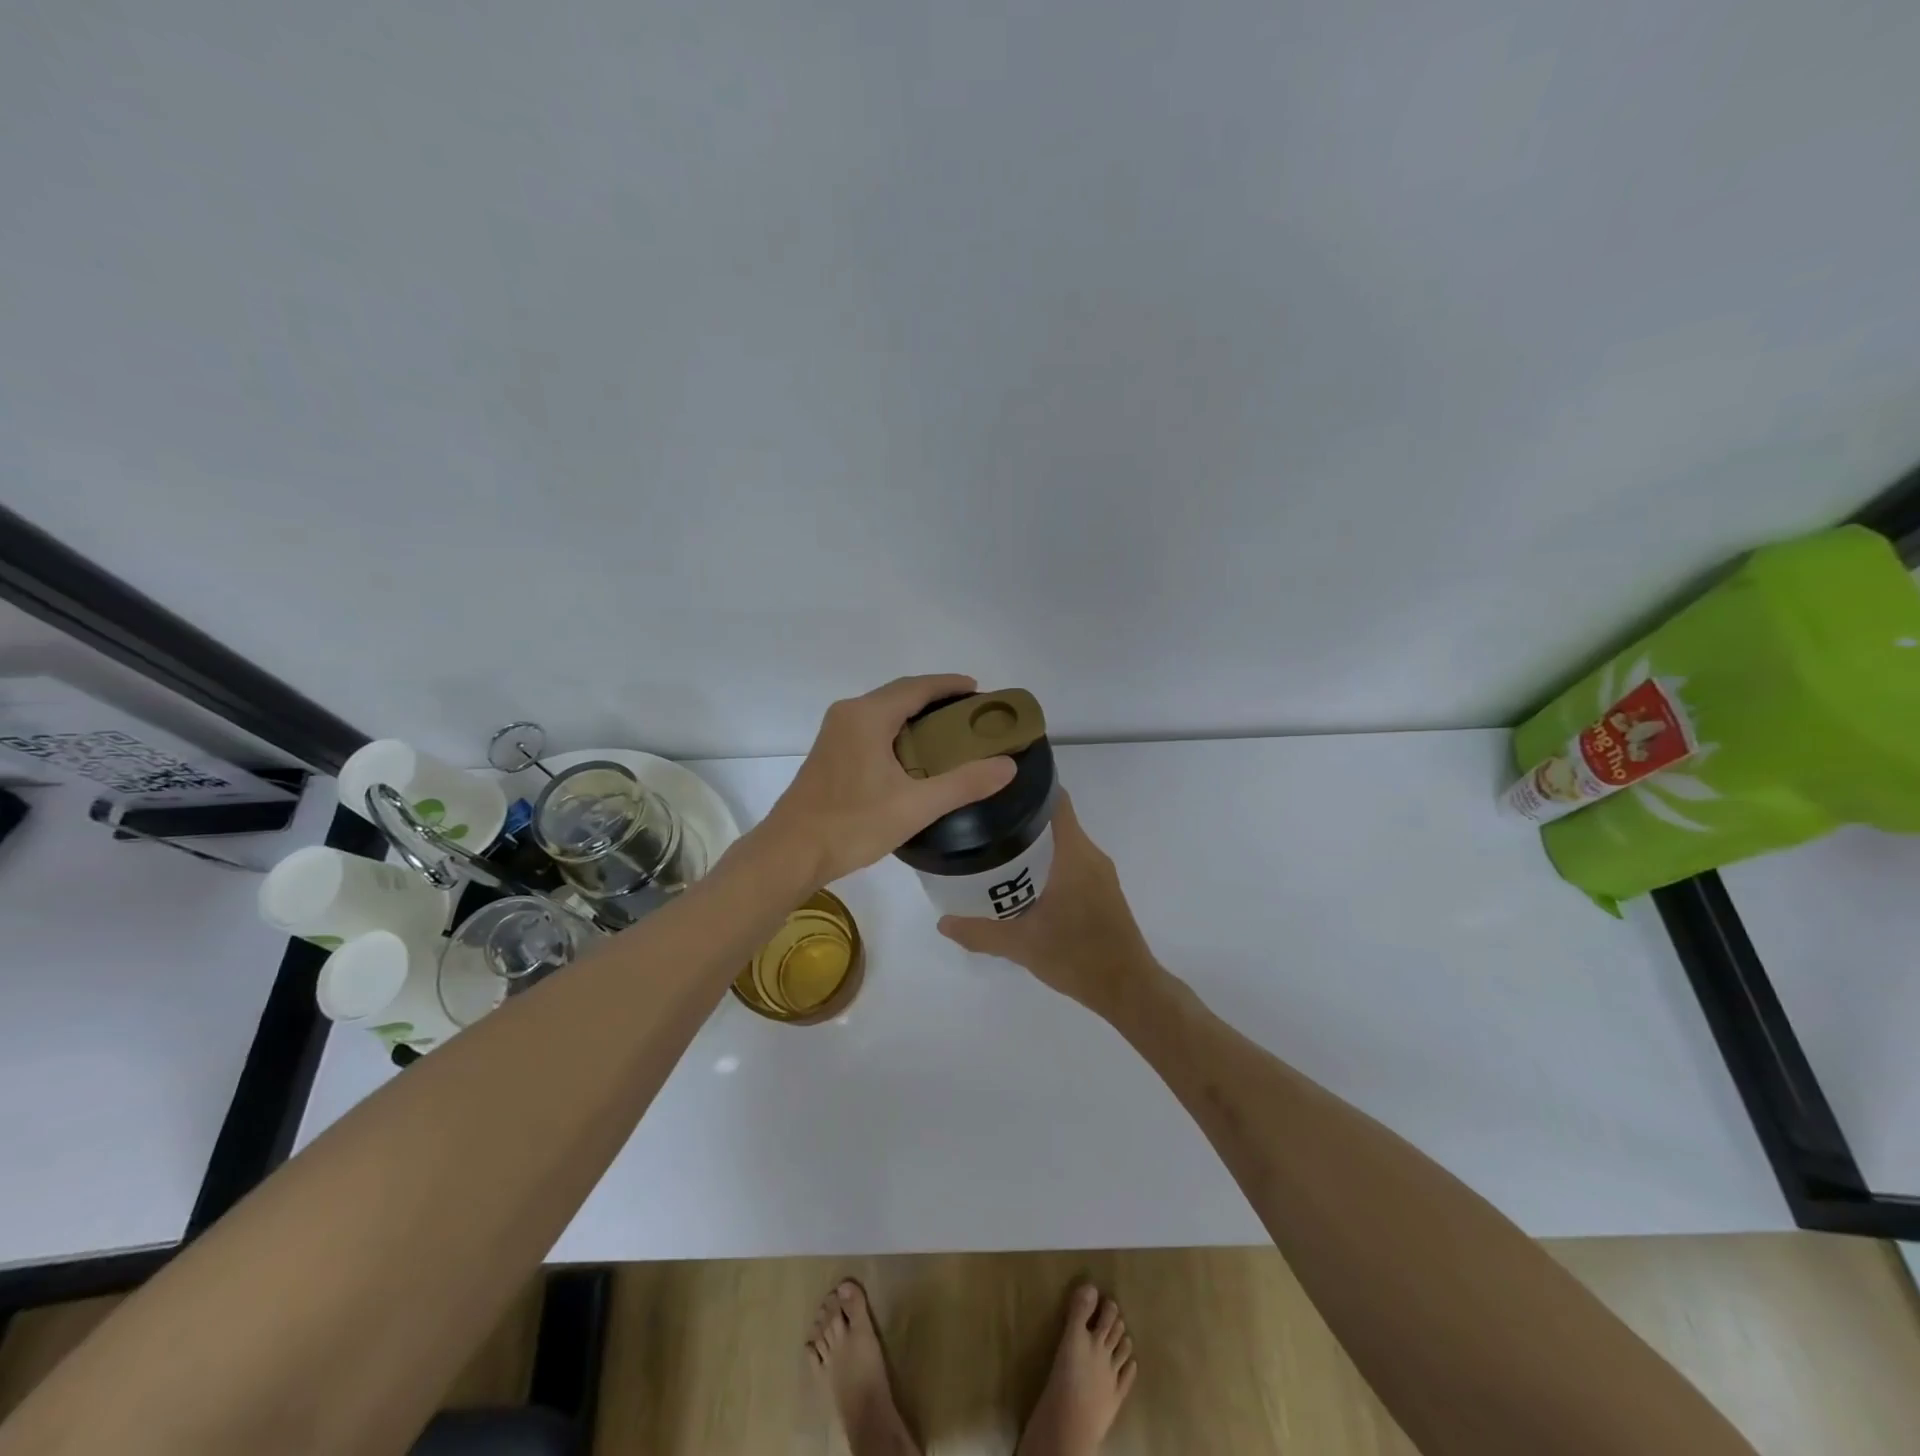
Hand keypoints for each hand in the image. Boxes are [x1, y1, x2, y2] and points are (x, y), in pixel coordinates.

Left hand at [762, 674, 1016, 886]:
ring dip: (916, 716)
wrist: (789, 853)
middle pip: (900, 695)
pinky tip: (915, 756)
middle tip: (972, 716)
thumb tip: (1008, 765)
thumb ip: (964, 784)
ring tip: (950, 735)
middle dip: (936, 700)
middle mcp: (848, 714)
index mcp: (867, 716)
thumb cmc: (852, 825)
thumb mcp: (915, 806)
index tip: (980, 692)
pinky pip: (871, 728)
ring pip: (884, 712)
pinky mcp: (829, 753)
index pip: (917, 687)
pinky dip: (898, 731)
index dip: (950, 685)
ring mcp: (834, 733)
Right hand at [936, 793, 1161, 1017]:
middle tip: (982, 822)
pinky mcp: (1103, 891)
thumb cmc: (1077, 957)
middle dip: (1021, 817)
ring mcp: (1100, 874)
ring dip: (1034, 842)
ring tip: (995, 849)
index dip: (1029, 788)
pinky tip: (1021, 881)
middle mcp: (1090, 855)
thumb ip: (980, 932)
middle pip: (1055, 820)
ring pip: (1064, 843)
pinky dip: (1048, 862)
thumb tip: (942, 922)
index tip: (997, 788)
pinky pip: (1072, 861)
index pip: (1056, 801)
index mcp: (1074, 855)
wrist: (1128, 989)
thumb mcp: (1021, 945)